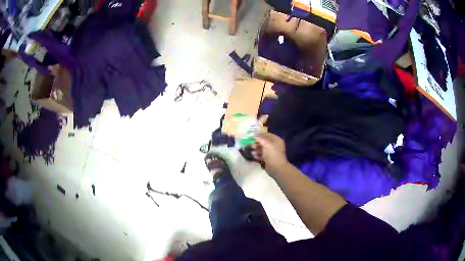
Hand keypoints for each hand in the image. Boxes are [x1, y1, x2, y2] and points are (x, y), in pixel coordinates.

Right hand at [251, 133, 288, 173]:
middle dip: (256, 143)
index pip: (266, 134)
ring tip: (253, 153)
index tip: (251, 136)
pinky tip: (255, 157)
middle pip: (263, 142)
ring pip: (261, 148)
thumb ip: (260, 138)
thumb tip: (254, 134)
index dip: (259, 135)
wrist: (276, 168)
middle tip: (252, 146)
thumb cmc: (272, 154)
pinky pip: (261, 155)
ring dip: (256, 150)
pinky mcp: (267, 159)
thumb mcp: (267, 143)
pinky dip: (257, 155)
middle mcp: (274, 145)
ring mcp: (271, 152)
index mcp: (276, 140)